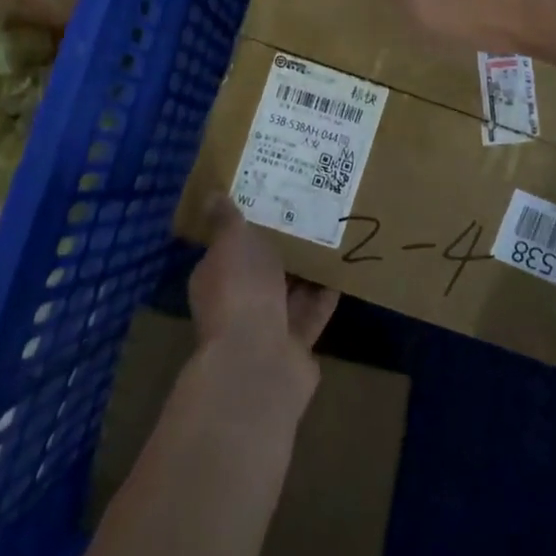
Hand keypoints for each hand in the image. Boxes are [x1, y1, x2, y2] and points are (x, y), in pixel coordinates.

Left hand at [189, 197, 338, 396]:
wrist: (260, 360)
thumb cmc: (240, 290)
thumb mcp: (231, 241)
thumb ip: (226, 219)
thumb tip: (211, 194)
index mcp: (215, 277)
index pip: (228, 248)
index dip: (246, 226)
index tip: (268, 200)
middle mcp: (238, 302)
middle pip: (262, 269)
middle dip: (282, 245)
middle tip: (307, 210)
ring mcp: (267, 326)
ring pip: (290, 289)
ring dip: (307, 268)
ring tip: (331, 233)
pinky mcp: (296, 343)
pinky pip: (313, 310)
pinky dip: (326, 292)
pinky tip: (344, 267)